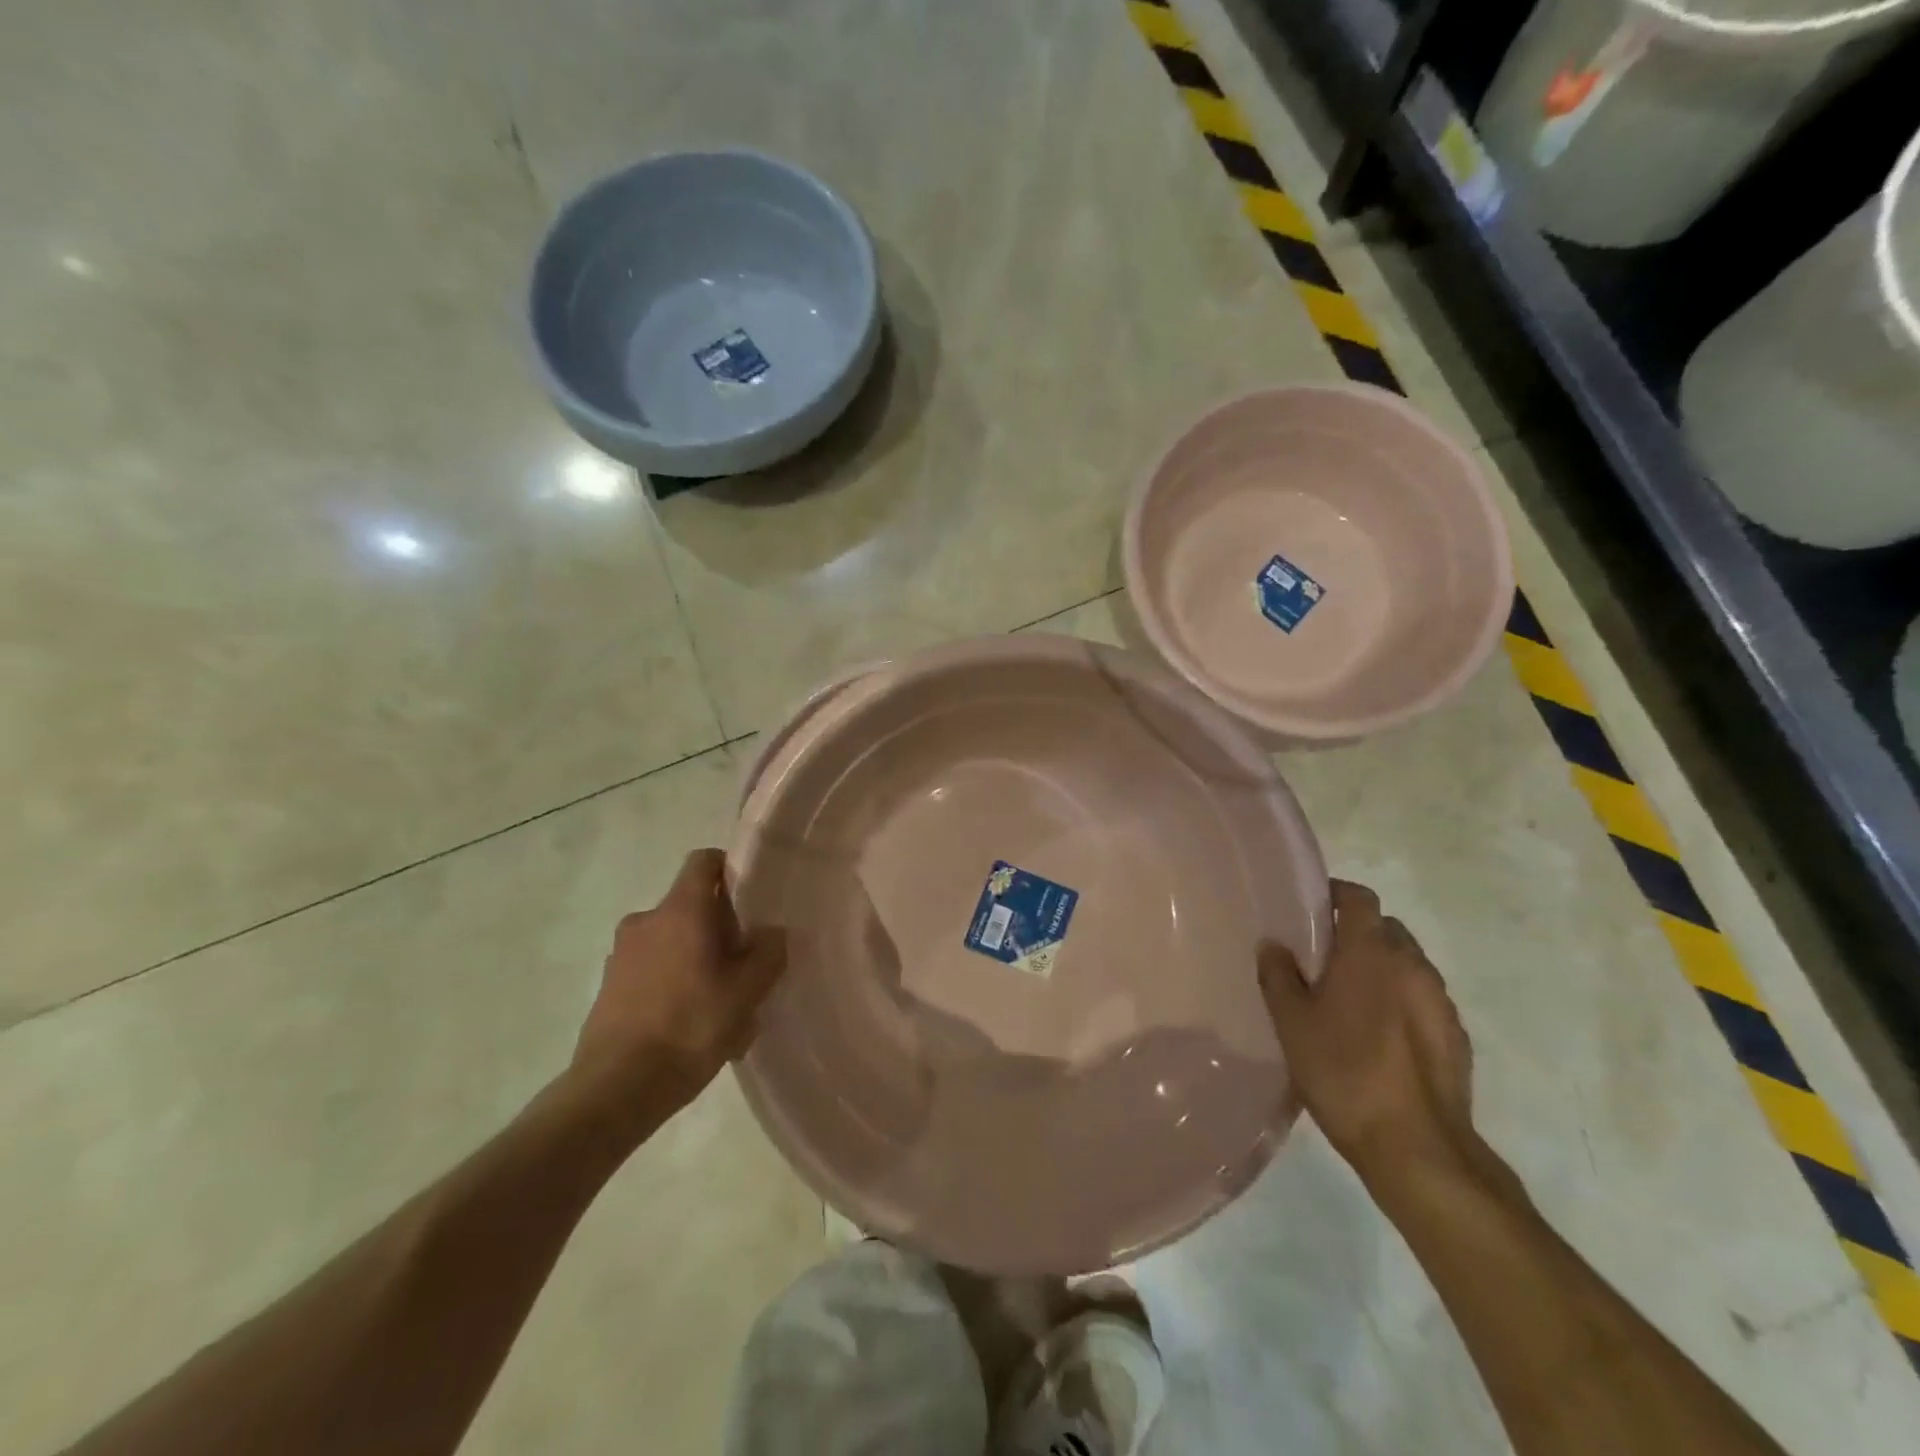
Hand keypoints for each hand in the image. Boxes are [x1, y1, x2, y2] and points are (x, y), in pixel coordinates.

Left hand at [571, 849, 785, 1116]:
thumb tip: (771, 932)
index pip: (704, 861)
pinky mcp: (609, 986)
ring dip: (697, 959)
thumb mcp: (747, 992)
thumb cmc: (690, 1028)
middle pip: (691, 906)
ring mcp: (622, 954)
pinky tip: (692, 1026)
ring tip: (721, 1004)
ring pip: (673, 941)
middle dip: (720, 928)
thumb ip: (768, 953)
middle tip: (745, 964)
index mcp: (681, 910)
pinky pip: (653, 970)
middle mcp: (647, 921)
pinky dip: (674, 983)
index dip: (730, 869)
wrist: (615, 1090)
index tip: (752, 898)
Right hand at [1259, 881, 1474, 1177]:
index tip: (1312, 906)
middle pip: (1386, 928)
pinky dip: (1401, 1001)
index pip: (1359, 897)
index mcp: (1370, 953)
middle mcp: (1412, 965)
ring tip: (1350, 998)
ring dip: (1381, 968)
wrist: (1417, 1147)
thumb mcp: (1292, 1023)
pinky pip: (1423, 999)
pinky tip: (1378, 1035)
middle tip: (1324, 956)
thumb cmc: (1344, 1072)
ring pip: (1407, 964)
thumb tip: (1273, 944)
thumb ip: (1279, 975)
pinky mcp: (1456, 1036)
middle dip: (1358, 933)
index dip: (1336, 893)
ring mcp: (1440, 1002)